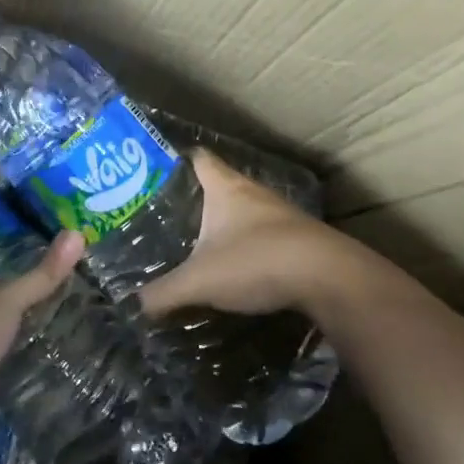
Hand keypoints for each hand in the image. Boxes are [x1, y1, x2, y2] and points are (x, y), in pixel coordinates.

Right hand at [141, 149, 354, 320]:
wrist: (330, 278)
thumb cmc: (257, 261)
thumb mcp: (201, 280)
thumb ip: (163, 293)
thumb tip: (134, 306)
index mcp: (225, 187)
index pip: (197, 157)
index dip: (174, 161)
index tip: (152, 175)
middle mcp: (252, 192)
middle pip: (217, 184)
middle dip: (193, 198)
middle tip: (164, 216)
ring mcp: (279, 214)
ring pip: (240, 210)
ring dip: (221, 223)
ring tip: (193, 241)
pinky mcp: (296, 238)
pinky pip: (260, 234)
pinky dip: (244, 244)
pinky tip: (232, 265)